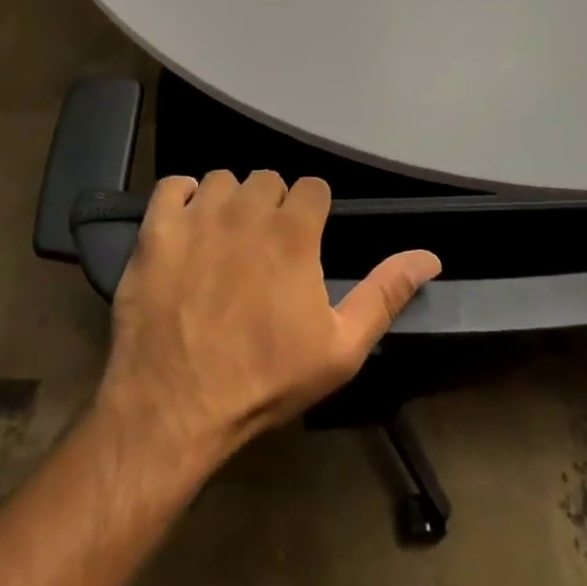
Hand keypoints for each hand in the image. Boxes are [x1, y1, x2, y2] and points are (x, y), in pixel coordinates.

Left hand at [97, 170, 441, 464]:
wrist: (175, 406)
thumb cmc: (265, 380)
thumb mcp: (341, 348)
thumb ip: (386, 293)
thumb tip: (430, 256)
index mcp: (294, 231)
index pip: (312, 187)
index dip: (312, 212)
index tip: (305, 240)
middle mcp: (247, 209)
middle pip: (267, 179)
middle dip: (271, 206)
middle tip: (263, 248)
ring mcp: (198, 215)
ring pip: (221, 180)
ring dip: (227, 202)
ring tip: (223, 241)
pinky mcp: (156, 228)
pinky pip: (172, 185)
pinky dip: (181, 199)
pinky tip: (185, 227)